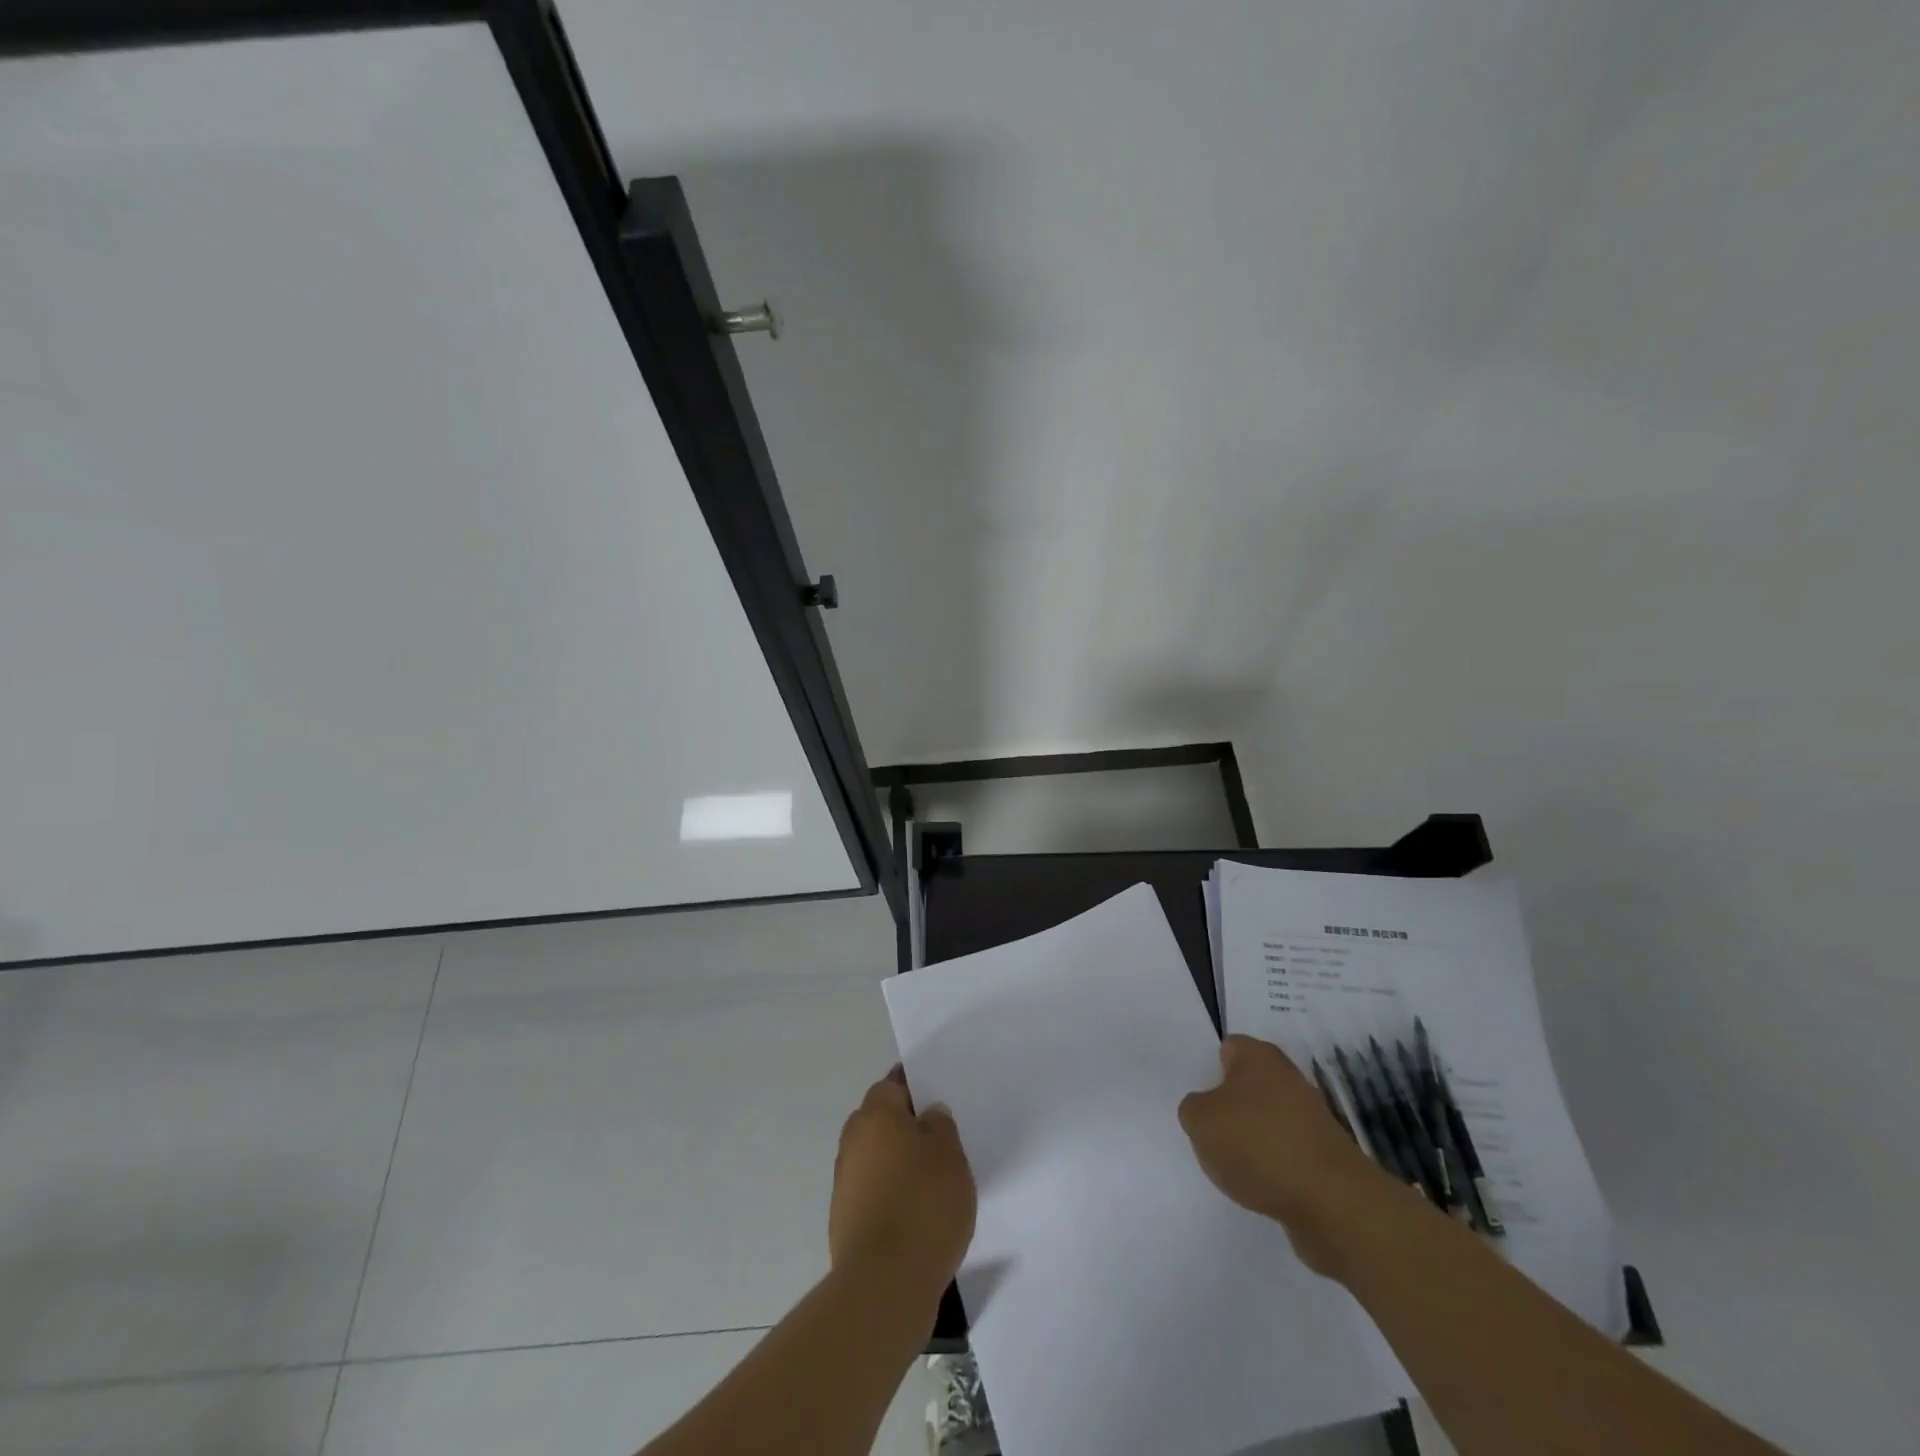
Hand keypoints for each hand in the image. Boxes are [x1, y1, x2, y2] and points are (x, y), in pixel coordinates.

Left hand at [830, 1070, 975, 1301]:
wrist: (884, 1284)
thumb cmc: (923, 1204)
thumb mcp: (950, 1153)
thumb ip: (940, 1125)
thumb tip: (926, 1116)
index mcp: (875, 1115)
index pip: (892, 1085)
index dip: (914, 1090)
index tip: (936, 1102)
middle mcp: (853, 1141)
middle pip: (880, 1122)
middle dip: (905, 1128)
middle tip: (939, 1143)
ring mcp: (844, 1183)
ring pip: (876, 1159)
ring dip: (897, 1164)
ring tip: (933, 1184)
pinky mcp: (844, 1221)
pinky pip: (872, 1193)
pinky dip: (891, 1197)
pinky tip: (917, 1216)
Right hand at [1178, 1035, 1396, 1275]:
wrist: (1332, 1202)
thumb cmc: (1257, 1145)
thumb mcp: (1199, 1121)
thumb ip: (1193, 1108)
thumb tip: (1205, 1110)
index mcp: (1258, 1056)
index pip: (1228, 1048)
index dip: (1210, 1070)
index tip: (1199, 1097)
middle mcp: (1287, 1077)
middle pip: (1248, 1085)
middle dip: (1231, 1106)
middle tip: (1210, 1130)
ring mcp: (1311, 1116)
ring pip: (1268, 1119)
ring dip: (1252, 1137)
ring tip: (1233, 1163)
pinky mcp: (1325, 1154)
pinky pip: (1287, 1151)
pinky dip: (1273, 1164)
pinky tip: (1261, 1184)